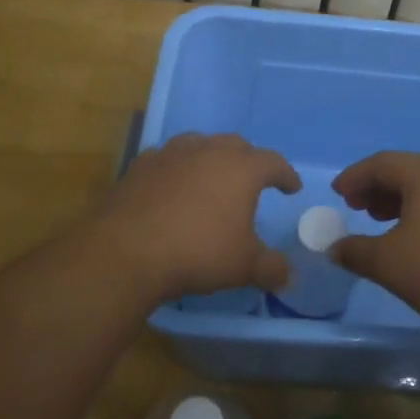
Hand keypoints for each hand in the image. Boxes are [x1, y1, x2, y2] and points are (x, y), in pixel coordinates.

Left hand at [83, 133, 298, 302]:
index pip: (273, 162)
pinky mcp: (140, 165)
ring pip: (199, 144)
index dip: (285, 175)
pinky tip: (172, 186)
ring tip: (211, 176)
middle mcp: (208, 151)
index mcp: (241, 169)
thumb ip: (271, 268)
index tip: (292, 188)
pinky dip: (177, 168)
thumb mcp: (243, 267)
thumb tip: (287, 275)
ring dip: (211, 157)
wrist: (127, 250)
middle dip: (248, 160)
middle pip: (236, 145)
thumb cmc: (198, 252)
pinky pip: (167, 158)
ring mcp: (171, 154)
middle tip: (252, 180)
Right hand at [330, 152, 419, 345]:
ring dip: (400, 200)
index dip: (355, 177)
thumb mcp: (387, 263)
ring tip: (382, 223)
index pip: (382, 163)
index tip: (338, 194)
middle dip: (377, 187)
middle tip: (357, 208)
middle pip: (407, 171)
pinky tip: (417, 239)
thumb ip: (354, 251)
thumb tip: (334, 248)